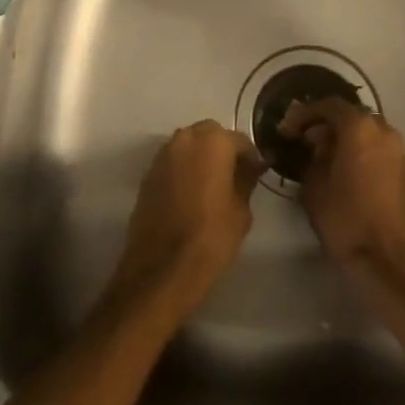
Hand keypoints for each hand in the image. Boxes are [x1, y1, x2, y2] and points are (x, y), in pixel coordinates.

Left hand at [106, 121, 263, 322]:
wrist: (162, 269)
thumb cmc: (211, 237)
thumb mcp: (241, 210)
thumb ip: (246, 180)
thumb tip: (251, 167)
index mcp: (213, 142)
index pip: (240, 140)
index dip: (250, 157)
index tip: (256, 174)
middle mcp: (185, 139)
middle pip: (210, 134)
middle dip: (223, 149)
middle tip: (233, 175)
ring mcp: (163, 155)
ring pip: (188, 145)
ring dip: (201, 156)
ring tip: (211, 184)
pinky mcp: (148, 174)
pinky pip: (173, 162)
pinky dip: (184, 169)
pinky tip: (190, 194)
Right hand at [279, 98, 404, 274]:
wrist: (389, 260)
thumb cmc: (346, 219)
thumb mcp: (314, 186)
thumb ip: (313, 157)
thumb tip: (317, 146)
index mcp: (360, 128)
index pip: (330, 106)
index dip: (305, 114)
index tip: (288, 129)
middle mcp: (383, 131)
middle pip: (351, 116)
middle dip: (326, 125)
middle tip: (304, 141)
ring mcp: (398, 151)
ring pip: (366, 132)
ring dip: (344, 139)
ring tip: (323, 158)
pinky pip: (378, 149)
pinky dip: (360, 152)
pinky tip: (345, 172)